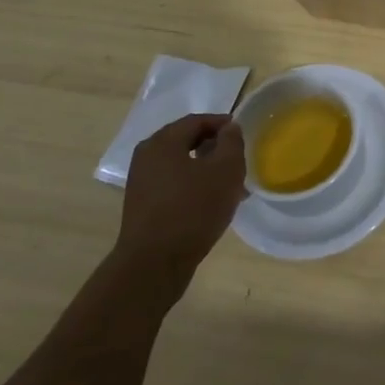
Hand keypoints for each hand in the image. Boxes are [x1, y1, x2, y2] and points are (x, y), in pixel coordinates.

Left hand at [114, 114, 246, 295]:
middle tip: (238, 159)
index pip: (196, 120)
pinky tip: (212, 204)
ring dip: (206, 170)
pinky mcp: (143, 207)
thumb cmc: (193, 209)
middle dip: (214, 148)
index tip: (242, 134)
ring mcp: (142, 183)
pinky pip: (173, 186)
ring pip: (181, 166)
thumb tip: (229, 128)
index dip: (222, 124)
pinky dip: (194, 187)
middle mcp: (146, 157)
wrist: (154, 264)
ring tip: (230, 185)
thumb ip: (231, 142)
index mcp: (162, 142)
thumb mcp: (225, 170)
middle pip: (186, 142)